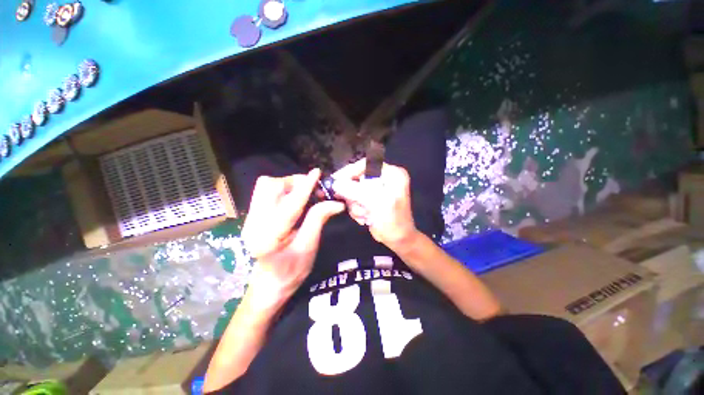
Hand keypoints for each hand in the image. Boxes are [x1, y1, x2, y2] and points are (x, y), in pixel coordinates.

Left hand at [242, 169, 343, 309]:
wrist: (270, 284)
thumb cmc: (292, 270)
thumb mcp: (309, 247)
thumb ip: (318, 220)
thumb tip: (336, 203)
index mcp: (269, 237)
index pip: (290, 205)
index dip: (305, 187)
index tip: (317, 173)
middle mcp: (253, 224)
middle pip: (269, 187)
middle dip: (294, 182)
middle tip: (313, 190)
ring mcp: (249, 219)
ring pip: (266, 187)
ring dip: (289, 185)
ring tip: (305, 194)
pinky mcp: (252, 216)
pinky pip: (266, 193)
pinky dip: (283, 190)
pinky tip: (295, 200)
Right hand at [332, 159, 418, 251]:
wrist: (398, 239)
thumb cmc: (393, 221)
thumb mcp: (375, 203)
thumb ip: (355, 191)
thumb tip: (335, 183)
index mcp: (391, 174)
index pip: (367, 164)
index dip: (350, 171)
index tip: (336, 180)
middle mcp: (384, 178)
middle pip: (358, 178)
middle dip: (354, 195)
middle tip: (355, 205)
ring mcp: (376, 189)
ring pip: (354, 190)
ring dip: (356, 205)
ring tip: (365, 215)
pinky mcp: (370, 198)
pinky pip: (355, 199)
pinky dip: (357, 210)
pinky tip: (365, 218)